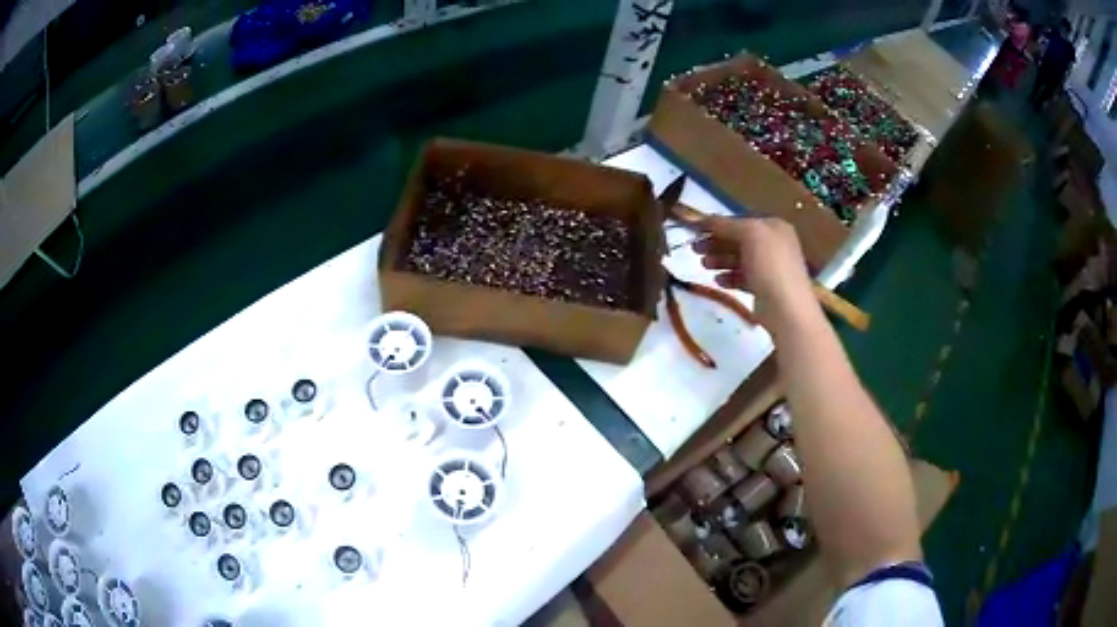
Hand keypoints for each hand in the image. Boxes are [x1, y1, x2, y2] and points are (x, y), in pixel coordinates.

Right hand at [692, 216, 814, 323]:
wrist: (786, 309)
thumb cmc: (770, 265)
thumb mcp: (749, 234)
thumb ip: (727, 225)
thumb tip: (706, 220)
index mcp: (774, 227)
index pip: (741, 221)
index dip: (718, 224)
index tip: (694, 230)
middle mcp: (774, 244)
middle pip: (739, 240)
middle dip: (716, 243)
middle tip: (694, 249)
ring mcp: (770, 267)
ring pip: (740, 259)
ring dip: (720, 260)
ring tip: (703, 265)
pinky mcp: (765, 288)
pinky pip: (743, 278)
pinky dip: (729, 277)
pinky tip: (718, 281)